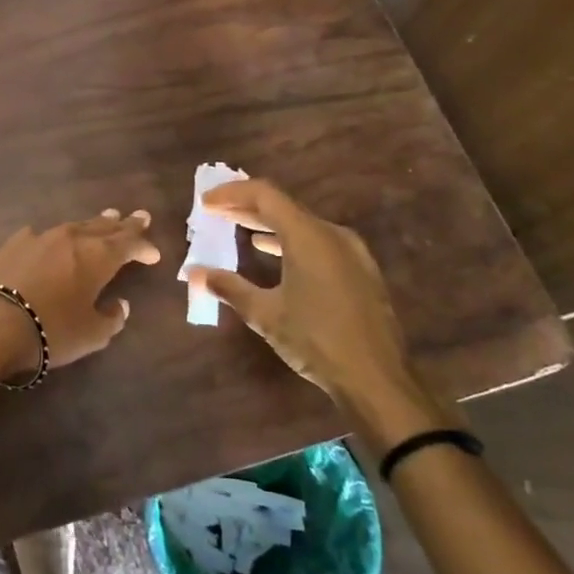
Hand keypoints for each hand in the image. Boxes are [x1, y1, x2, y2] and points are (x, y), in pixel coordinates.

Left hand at [0, 209, 162, 377]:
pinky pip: (41, 236)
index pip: (128, 244)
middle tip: (137, 217)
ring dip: (91, 225)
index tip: (153, 254)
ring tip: (103, 219)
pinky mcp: (12, 243)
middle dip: (122, 225)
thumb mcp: (92, 334)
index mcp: (98, 256)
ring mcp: (39, 237)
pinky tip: (50, 239)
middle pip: (103, 227)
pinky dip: (53, 238)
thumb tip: (119, 305)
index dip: (143, 247)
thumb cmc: (51, 330)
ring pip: (73, 226)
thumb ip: (111, 318)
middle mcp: (71, 238)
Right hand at [185, 178, 410, 404]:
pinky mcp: (360, 271)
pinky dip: (289, 241)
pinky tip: (274, 256)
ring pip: (302, 225)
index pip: (264, 195)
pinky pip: (318, 242)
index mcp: (308, 236)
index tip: (206, 201)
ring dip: (268, 225)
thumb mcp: (265, 314)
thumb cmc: (316, 340)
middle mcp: (332, 235)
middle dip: (246, 207)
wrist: (377, 380)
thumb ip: (229, 287)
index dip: (232, 193)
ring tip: (240, 230)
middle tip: (216, 211)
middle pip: (284, 206)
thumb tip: (196, 273)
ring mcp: (352, 253)